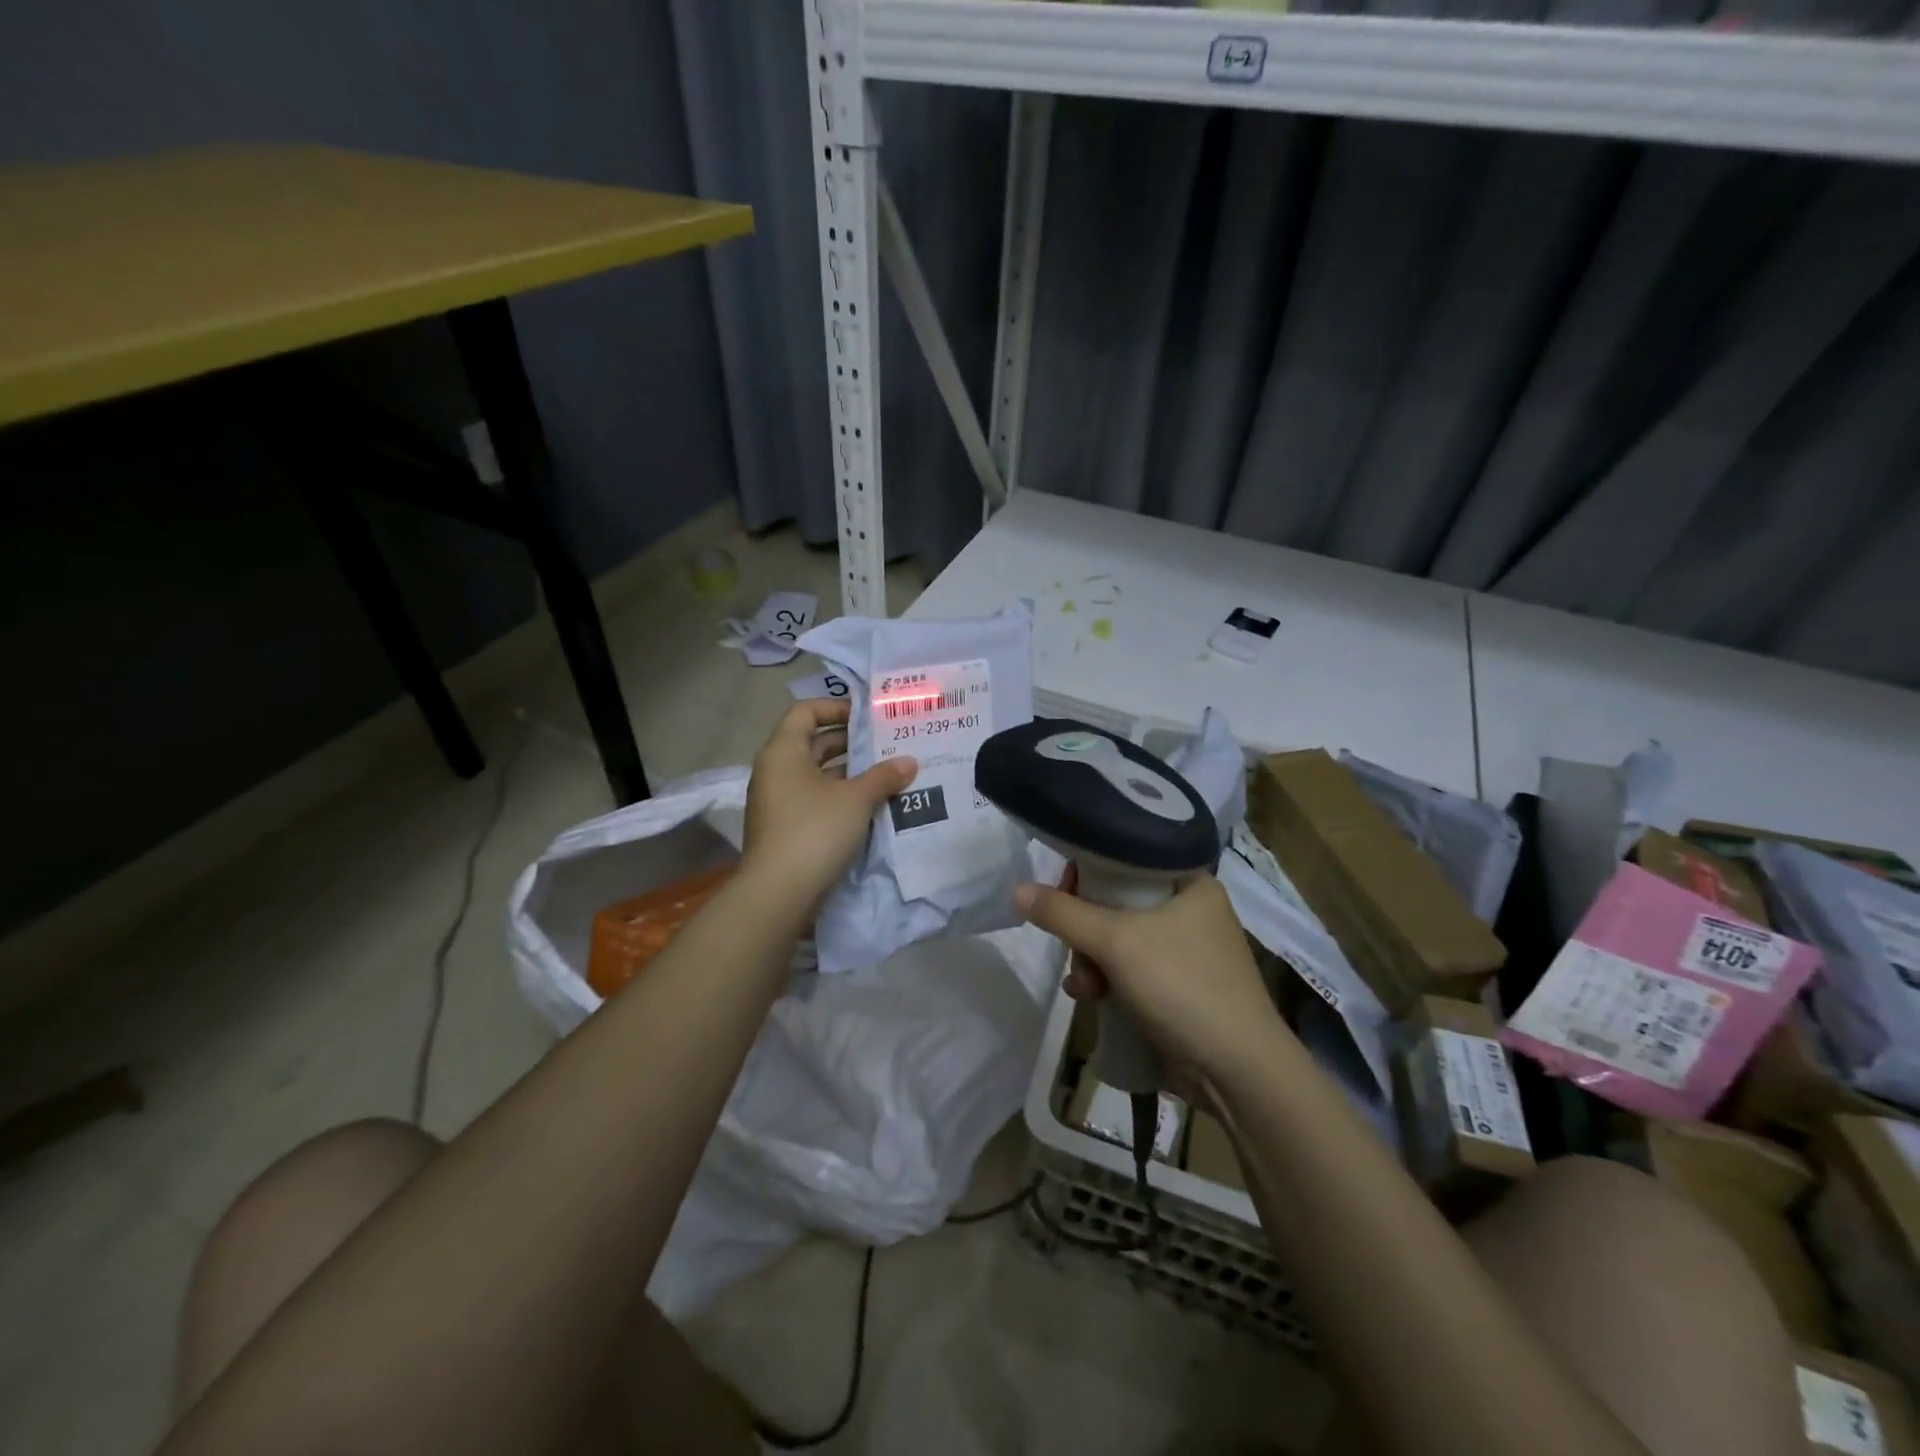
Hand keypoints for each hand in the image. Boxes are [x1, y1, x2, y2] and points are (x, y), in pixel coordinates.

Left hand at [741, 699, 915, 917]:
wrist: (779, 893)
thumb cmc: (815, 830)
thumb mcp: (856, 799)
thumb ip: (884, 776)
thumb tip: (909, 761)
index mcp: (783, 751)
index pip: (806, 711)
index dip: (836, 707)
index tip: (869, 717)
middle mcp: (775, 771)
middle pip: (813, 743)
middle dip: (851, 743)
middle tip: (888, 744)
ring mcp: (778, 802)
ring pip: (818, 775)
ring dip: (850, 773)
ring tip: (888, 774)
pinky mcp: (786, 829)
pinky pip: (816, 800)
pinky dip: (841, 798)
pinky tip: (872, 806)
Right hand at [1014, 871, 1281, 1108]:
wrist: (1237, 1071)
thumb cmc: (1182, 985)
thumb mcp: (1116, 942)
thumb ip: (1064, 914)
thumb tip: (1018, 890)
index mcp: (1190, 882)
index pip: (1128, 856)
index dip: (1090, 870)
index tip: (1063, 892)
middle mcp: (1191, 909)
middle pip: (1117, 901)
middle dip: (1086, 930)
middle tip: (1074, 951)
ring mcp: (1187, 951)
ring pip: (1119, 939)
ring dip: (1091, 961)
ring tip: (1083, 987)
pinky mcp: (1180, 986)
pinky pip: (1130, 969)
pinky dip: (1108, 980)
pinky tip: (1090, 998)